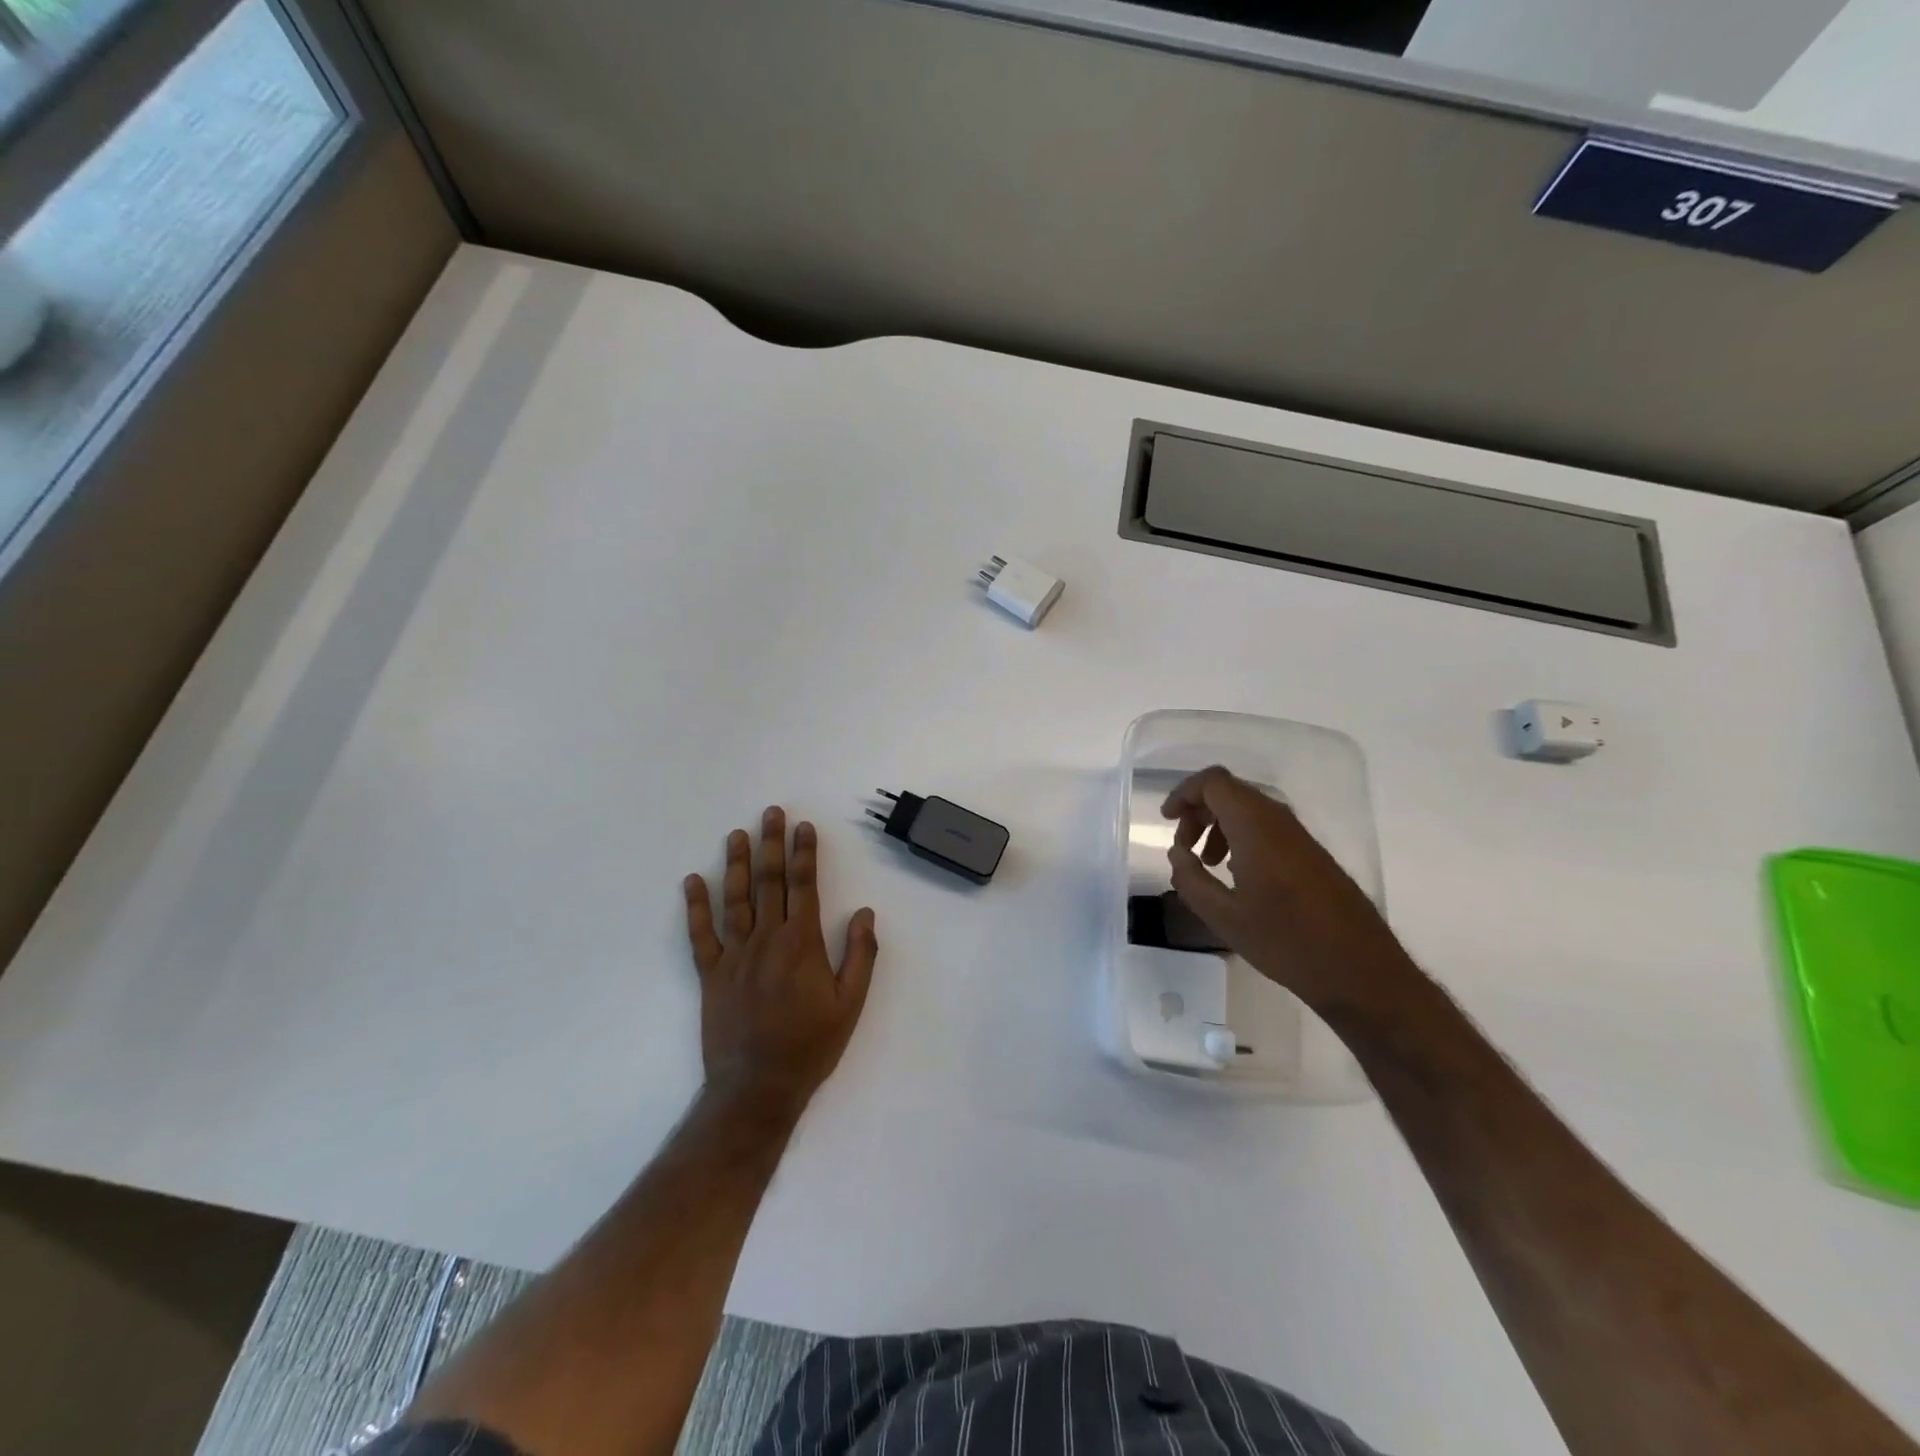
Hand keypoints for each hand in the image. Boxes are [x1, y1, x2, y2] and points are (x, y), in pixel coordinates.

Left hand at [684, 807, 878, 1110]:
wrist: (757, 1087)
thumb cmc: (811, 1045)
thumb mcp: (850, 1004)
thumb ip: (860, 955)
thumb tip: (865, 912)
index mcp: (802, 944)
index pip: (804, 886)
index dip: (804, 853)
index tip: (804, 826)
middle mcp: (766, 940)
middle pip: (769, 882)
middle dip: (772, 844)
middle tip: (771, 812)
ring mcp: (734, 956)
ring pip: (735, 900)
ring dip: (737, 864)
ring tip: (737, 834)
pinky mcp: (711, 975)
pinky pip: (701, 935)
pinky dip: (696, 907)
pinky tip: (693, 881)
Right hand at [1162, 766, 1424, 1019]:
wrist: (1359, 970)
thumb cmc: (1286, 942)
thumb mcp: (1223, 916)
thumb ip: (1190, 878)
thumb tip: (1178, 852)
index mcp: (1255, 827)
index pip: (1213, 783)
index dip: (1184, 793)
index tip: (1167, 820)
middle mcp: (1279, 821)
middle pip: (1230, 792)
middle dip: (1199, 812)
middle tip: (1184, 848)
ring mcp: (1299, 836)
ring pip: (1249, 810)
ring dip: (1220, 827)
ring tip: (1207, 865)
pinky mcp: (1311, 853)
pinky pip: (1267, 828)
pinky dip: (1242, 838)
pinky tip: (1237, 875)